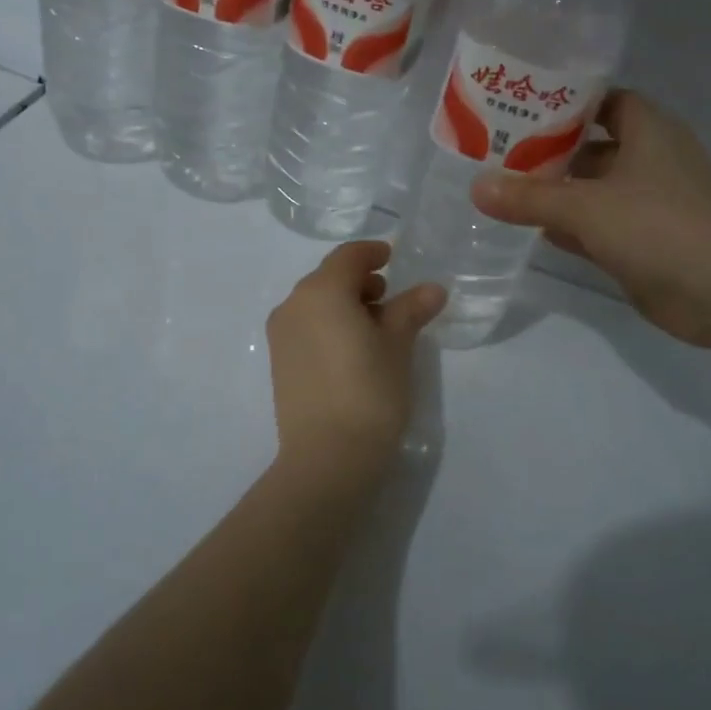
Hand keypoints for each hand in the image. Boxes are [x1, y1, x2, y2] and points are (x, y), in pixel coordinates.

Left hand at [266, 241, 446, 477]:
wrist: (327, 457)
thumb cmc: (369, 391)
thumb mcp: (397, 346)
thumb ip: (411, 310)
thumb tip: (432, 289)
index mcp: (321, 291)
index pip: (348, 257)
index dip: (372, 253)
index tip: (391, 257)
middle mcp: (293, 305)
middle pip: (328, 278)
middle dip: (359, 281)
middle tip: (389, 298)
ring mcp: (280, 335)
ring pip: (315, 303)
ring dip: (344, 304)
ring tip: (375, 328)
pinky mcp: (278, 363)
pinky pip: (306, 327)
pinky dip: (328, 325)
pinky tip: (352, 350)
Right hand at [470, 90, 710, 346]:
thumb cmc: (658, 225)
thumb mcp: (585, 207)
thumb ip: (529, 198)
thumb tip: (476, 187)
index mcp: (648, 131)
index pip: (604, 101)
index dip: (567, 101)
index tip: (523, 105)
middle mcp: (650, 161)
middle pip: (592, 147)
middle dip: (550, 149)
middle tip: (498, 150)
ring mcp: (649, 205)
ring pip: (594, 190)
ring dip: (557, 191)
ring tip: (504, 187)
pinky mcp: (645, 243)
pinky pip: (599, 227)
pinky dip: (570, 227)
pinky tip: (532, 230)